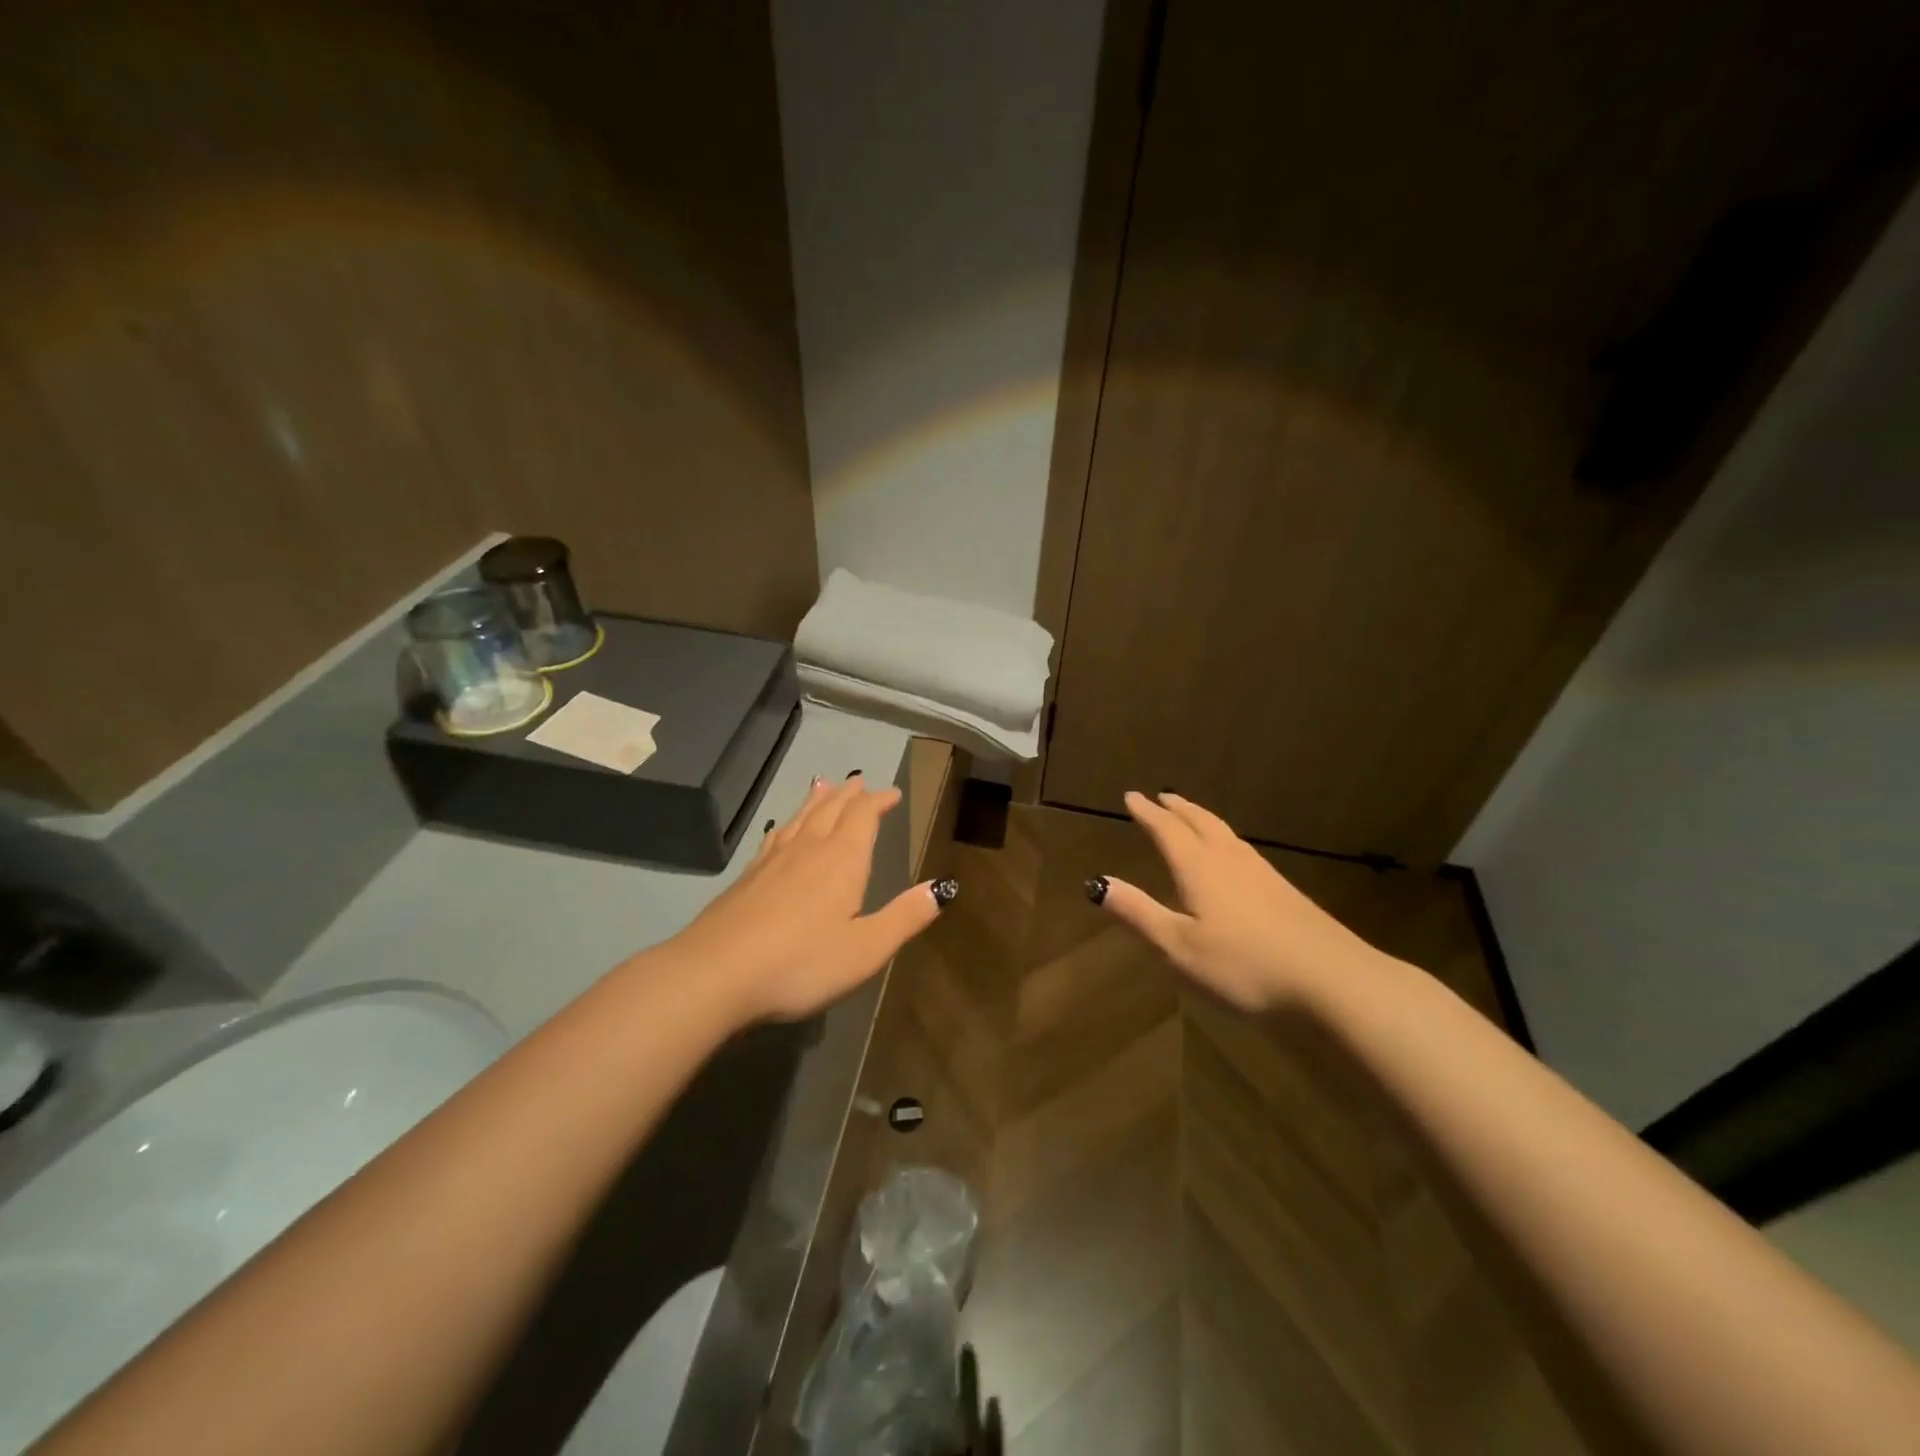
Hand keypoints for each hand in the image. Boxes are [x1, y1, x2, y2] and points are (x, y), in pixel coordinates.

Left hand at [672, 774, 945, 1022]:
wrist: (717, 973)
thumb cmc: (802, 962)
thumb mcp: (867, 948)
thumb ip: (905, 917)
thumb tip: (942, 887)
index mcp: (842, 860)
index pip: (864, 817)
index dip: (879, 801)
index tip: (892, 793)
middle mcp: (808, 849)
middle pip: (831, 810)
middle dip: (849, 795)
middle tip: (859, 782)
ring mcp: (772, 861)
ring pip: (799, 819)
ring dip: (816, 801)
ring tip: (823, 787)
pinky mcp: (746, 878)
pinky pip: (774, 838)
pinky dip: (785, 825)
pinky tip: (780, 830)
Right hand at [1093, 790, 1383, 1011]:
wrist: (1331, 977)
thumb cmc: (1244, 964)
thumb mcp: (1179, 947)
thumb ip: (1139, 913)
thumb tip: (1097, 883)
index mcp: (1199, 868)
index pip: (1166, 830)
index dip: (1146, 813)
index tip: (1131, 796)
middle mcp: (1228, 860)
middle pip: (1199, 822)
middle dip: (1176, 808)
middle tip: (1161, 796)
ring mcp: (1260, 872)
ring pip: (1224, 832)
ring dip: (1201, 817)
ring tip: (1191, 815)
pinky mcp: (1283, 889)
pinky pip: (1242, 848)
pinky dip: (1224, 837)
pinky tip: (1232, 855)